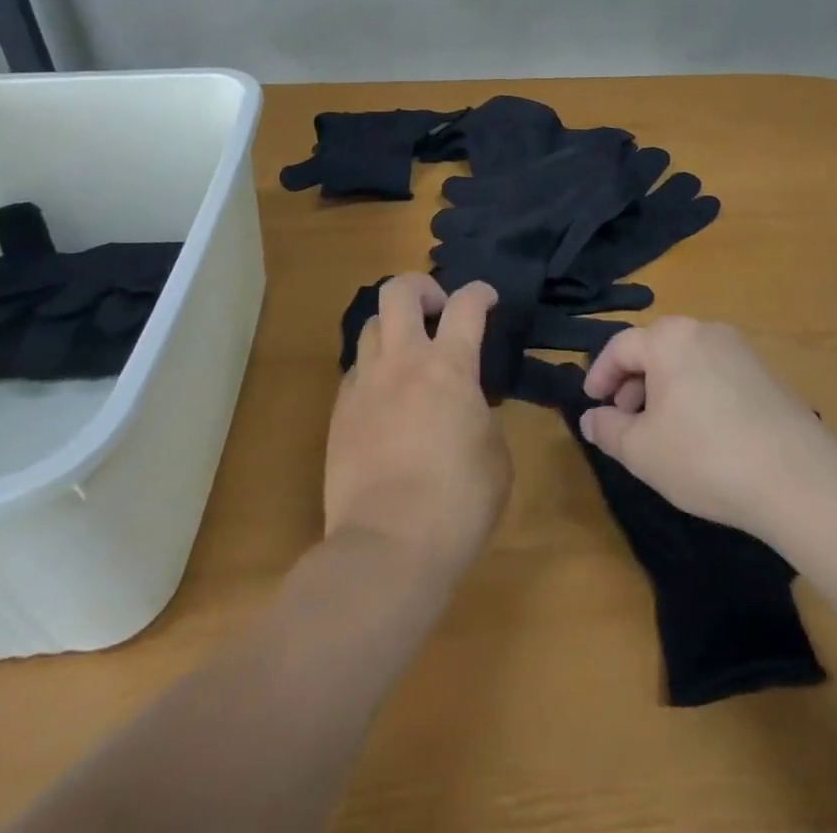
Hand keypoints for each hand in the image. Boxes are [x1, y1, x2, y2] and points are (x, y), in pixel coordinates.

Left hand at [324, 274, 512, 574]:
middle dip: (422, 287)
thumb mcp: (496, 457)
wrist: (386, 548)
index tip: (488, 298)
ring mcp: (365, 385)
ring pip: (370, 325)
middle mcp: (403, 362)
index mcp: (449, 367)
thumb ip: (484, 417)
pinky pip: (356, 371)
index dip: (481, 292)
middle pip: (399, 291)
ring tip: (409, 354)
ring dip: (394, 328)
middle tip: (438, 310)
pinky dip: (374, 370)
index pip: (467, 304)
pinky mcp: (340, 414)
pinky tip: (386, 398)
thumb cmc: (457, 503)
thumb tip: (469, 407)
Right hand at [579, 317, 836, 538]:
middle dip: (632, 383)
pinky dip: (695, 393)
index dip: (599, 375)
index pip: (620, 346)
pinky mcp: (764, 372)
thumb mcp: (641, 451)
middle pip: (655, 348)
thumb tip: (591, 417)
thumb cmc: (704, 456)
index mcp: (669, 338)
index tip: (592, 404)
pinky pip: (714, 373)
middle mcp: (704, 330)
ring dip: (664, 389)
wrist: (796, 477)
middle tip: (625, 421)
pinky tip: (700, 433)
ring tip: (661, 431)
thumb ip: (608, 429)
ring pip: (685, 361)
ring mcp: (739, 349)